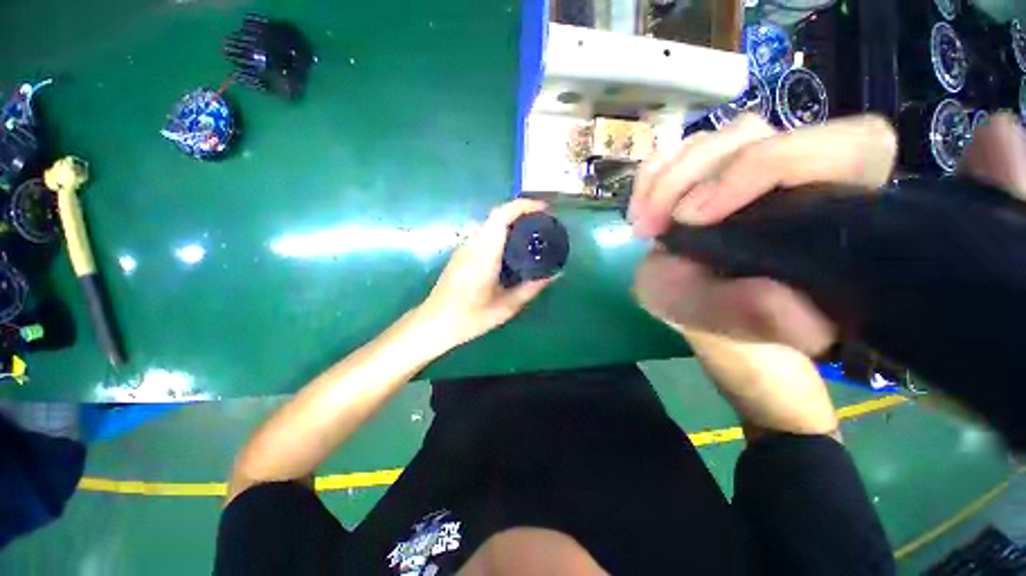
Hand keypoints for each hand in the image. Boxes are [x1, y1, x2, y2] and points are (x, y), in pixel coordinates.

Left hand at [419, 199, 556, 348]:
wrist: (435, 322)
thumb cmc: (470, 316)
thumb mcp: (507, 306)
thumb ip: (531, 288)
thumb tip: (553, 275)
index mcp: (484, 253)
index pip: (501, 216)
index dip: (523, 206)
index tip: (543, 208)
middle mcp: (472, 244)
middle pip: (497, 216)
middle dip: (521, 213)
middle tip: (542, 223)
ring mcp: (464, 247)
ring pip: (489, 224)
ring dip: (510, 222)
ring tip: (530, 234)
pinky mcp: (461, 253)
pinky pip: (484, 234)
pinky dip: (501, 233)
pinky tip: (511, 250)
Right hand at [628, 114, 898, 436]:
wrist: (702, 316)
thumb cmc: (727, 323)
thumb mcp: (732, 326)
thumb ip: (757, 316)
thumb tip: (788, 304)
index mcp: (832, 210)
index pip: (845, 146)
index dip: (770, 164)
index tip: (695, 217)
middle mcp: (795, 178)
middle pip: (752, 133)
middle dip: (689, 177)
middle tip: (653, 228)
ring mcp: (745, 172)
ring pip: (711, 140)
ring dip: (664, 179)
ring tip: (643, 225)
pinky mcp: (705, 177)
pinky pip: (677, 154)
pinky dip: (650, 176)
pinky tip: (640, 210)